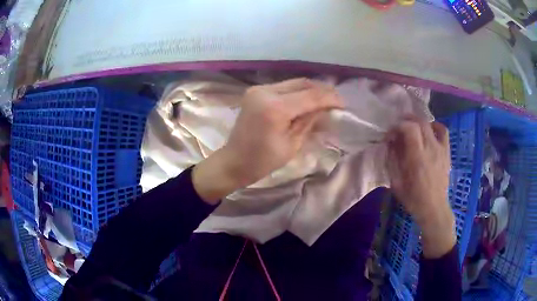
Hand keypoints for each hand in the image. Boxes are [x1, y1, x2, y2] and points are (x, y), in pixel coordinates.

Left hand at [193, 78, 341, 203]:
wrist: (234, 161)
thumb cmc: (263, 161)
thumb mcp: (292, 144)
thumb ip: (310, 121)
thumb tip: (326, 108)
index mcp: (275, 108)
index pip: (310, 96)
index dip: (330, 98)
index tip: (344, 104)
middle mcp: (265, 92)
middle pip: (302, 84)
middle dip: (322, 91)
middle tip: (336, 101)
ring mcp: (259, 89)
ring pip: (293, 83)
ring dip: (311, 90)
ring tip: (325, 100)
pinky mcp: (256, 91)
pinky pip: (283, 87)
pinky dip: (298, 92)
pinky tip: (307, 100)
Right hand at [386, 117, 455, 257]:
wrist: (434, 208)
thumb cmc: (413, 198)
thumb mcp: (396, 183)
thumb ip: (392, 160)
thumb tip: (390, 143)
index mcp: (417, 157)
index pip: (409, 128)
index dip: (397, 126)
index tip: (390, 135)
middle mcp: (430, 149)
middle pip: (419, 122)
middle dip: (406, 120)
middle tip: (398, 128)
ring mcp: (441, 149)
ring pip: (430, 124)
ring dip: (419, 122)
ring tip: (412, 127)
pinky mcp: (446, 152)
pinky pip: (443, 131)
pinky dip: (435, 126)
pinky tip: (429, 130)